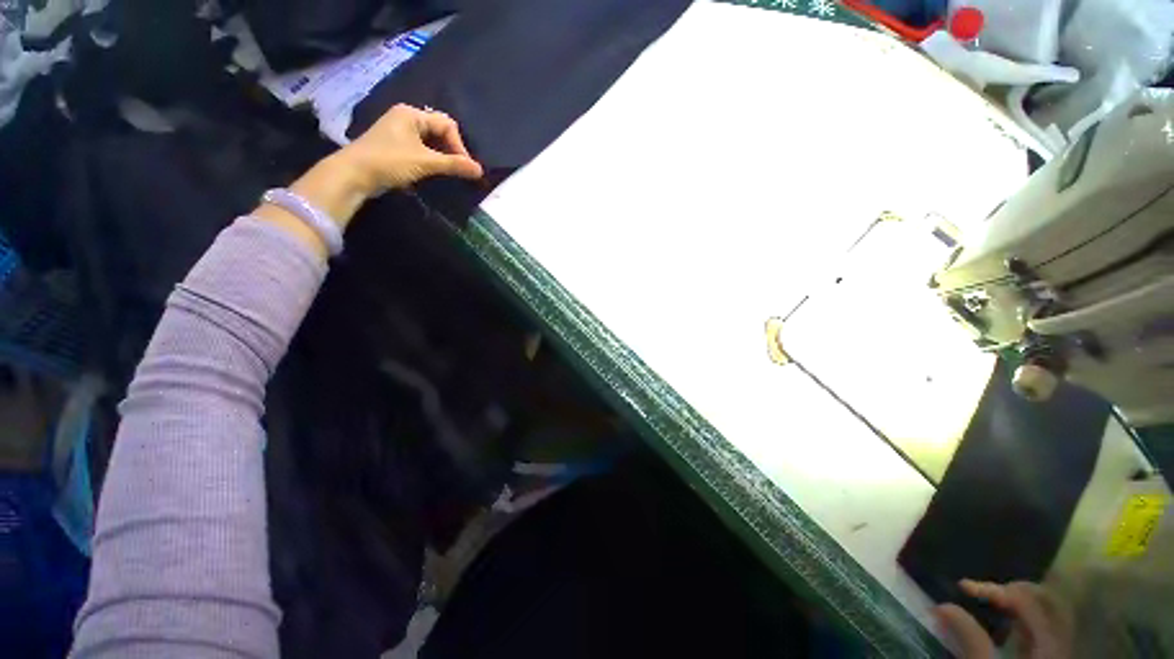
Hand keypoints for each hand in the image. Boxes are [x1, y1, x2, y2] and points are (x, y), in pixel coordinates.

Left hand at [338, 103, 483, 194]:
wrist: (354, 174)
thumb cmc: (390, 161)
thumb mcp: (425, 162)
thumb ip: (454, 165)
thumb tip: (480, 170)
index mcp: (412, 114)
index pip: (447, 125)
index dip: (459, 146)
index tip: (465, 167)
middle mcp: (406, 118)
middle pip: (439, 132)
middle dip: (452, 151)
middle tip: (459, 171)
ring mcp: (399, 133)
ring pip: (430, 143)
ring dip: (442, 158)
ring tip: (449, 174)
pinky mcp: (395, 147)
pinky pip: (421, 150)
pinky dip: (431, 161)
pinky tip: (433, 173)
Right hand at [935, 580, 1071, 658]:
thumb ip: (969, 639)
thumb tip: (942, 605)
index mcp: (1048, 643)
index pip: (1025, 599)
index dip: (993, 588)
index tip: (962, 588)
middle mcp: (1060, 641)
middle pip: (1046, 598)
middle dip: (1012, 589)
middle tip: (983, 592)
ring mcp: (1060, 650)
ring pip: (1050, 611)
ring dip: (1020, 601)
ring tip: (992, 604)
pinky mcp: (1052, 657)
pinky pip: (1047, 626)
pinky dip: (1025, 617)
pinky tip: (1006, 625)